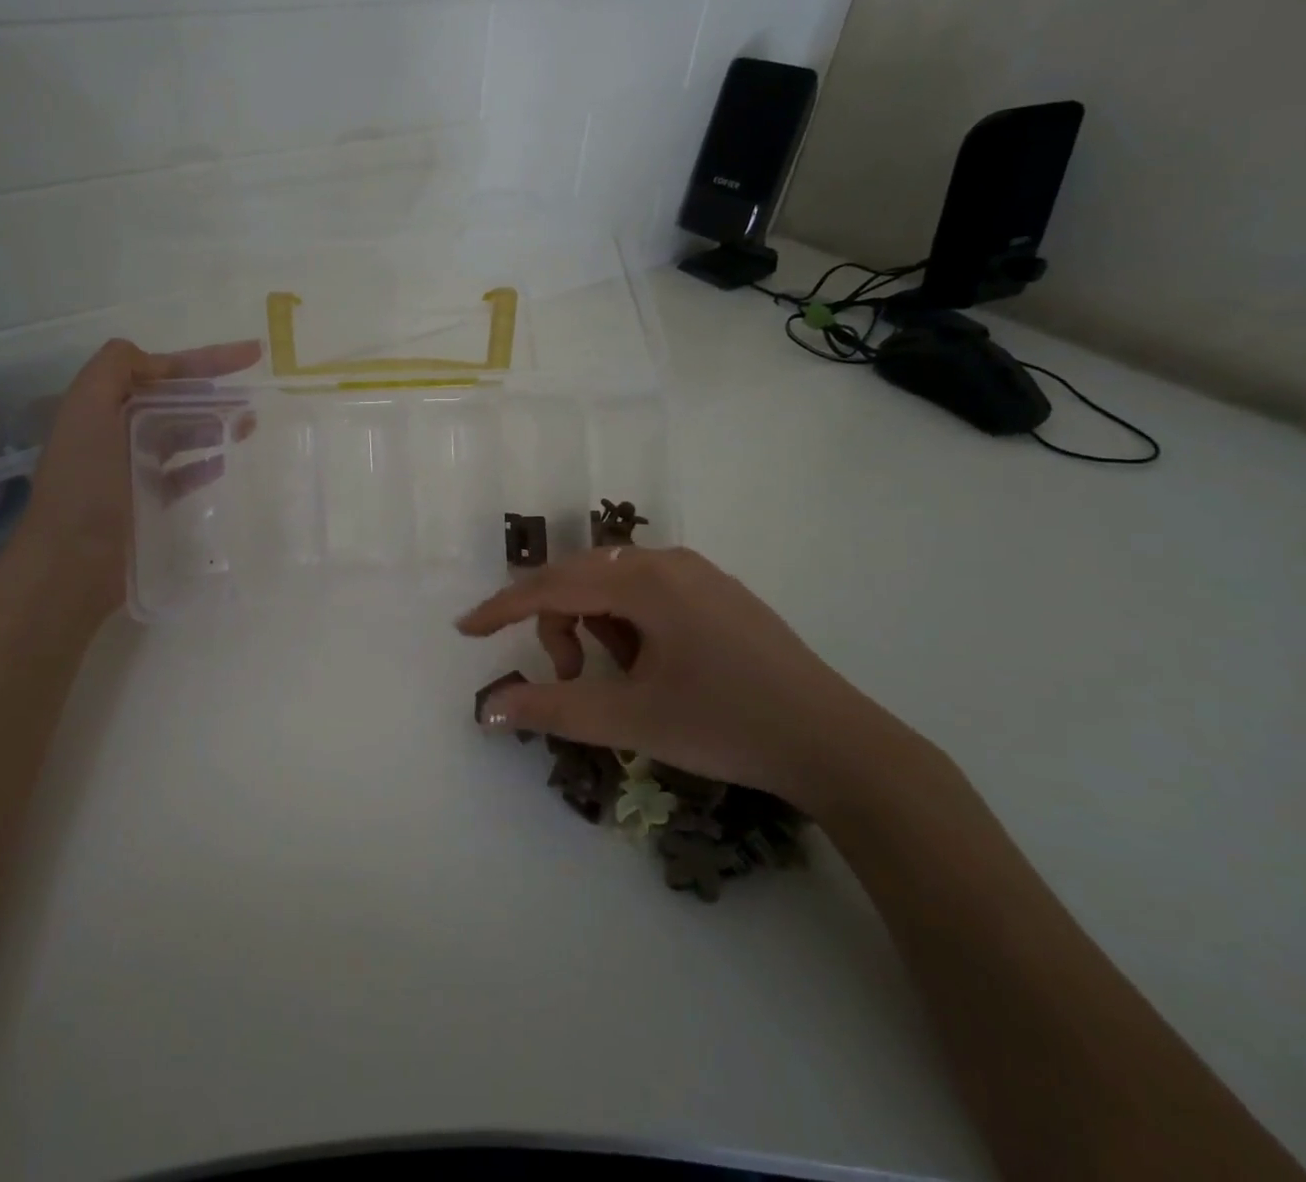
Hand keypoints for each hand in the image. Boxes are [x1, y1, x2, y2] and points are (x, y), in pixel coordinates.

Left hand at [11, 338, 260, 621]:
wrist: (71, 562)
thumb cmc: (84, 484)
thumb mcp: (87, 411)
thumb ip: (114, 369)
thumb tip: (153, 361)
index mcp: (101, 405)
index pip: (159, 370)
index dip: (203, 359)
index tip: (250, 356)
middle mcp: (115, 432)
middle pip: (173, 401)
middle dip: (214, 392)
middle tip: (255, 397)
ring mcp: (130, 468)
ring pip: (181, 435)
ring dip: (214, 424)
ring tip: (250, 425)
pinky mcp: (145, 501)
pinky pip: (182, 474)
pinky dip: (204, 463)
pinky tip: (227, 462)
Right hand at [457, 546, 904, 812]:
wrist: (839, 745)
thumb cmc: (727, 725)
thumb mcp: (631, 720)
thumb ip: (552, 708)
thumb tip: (489, 709)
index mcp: (646, 581)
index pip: (553, 585)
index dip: (503, 608)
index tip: (466, 629)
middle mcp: (669, 561)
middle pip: (582, 580)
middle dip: (559, 626)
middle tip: (567, 676)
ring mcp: (700, 574)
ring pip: (616, 587)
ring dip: (597, 628)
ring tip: (623, 679)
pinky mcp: (719, 594)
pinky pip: (650, 595)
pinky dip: (630, 626)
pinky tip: (655, 668)